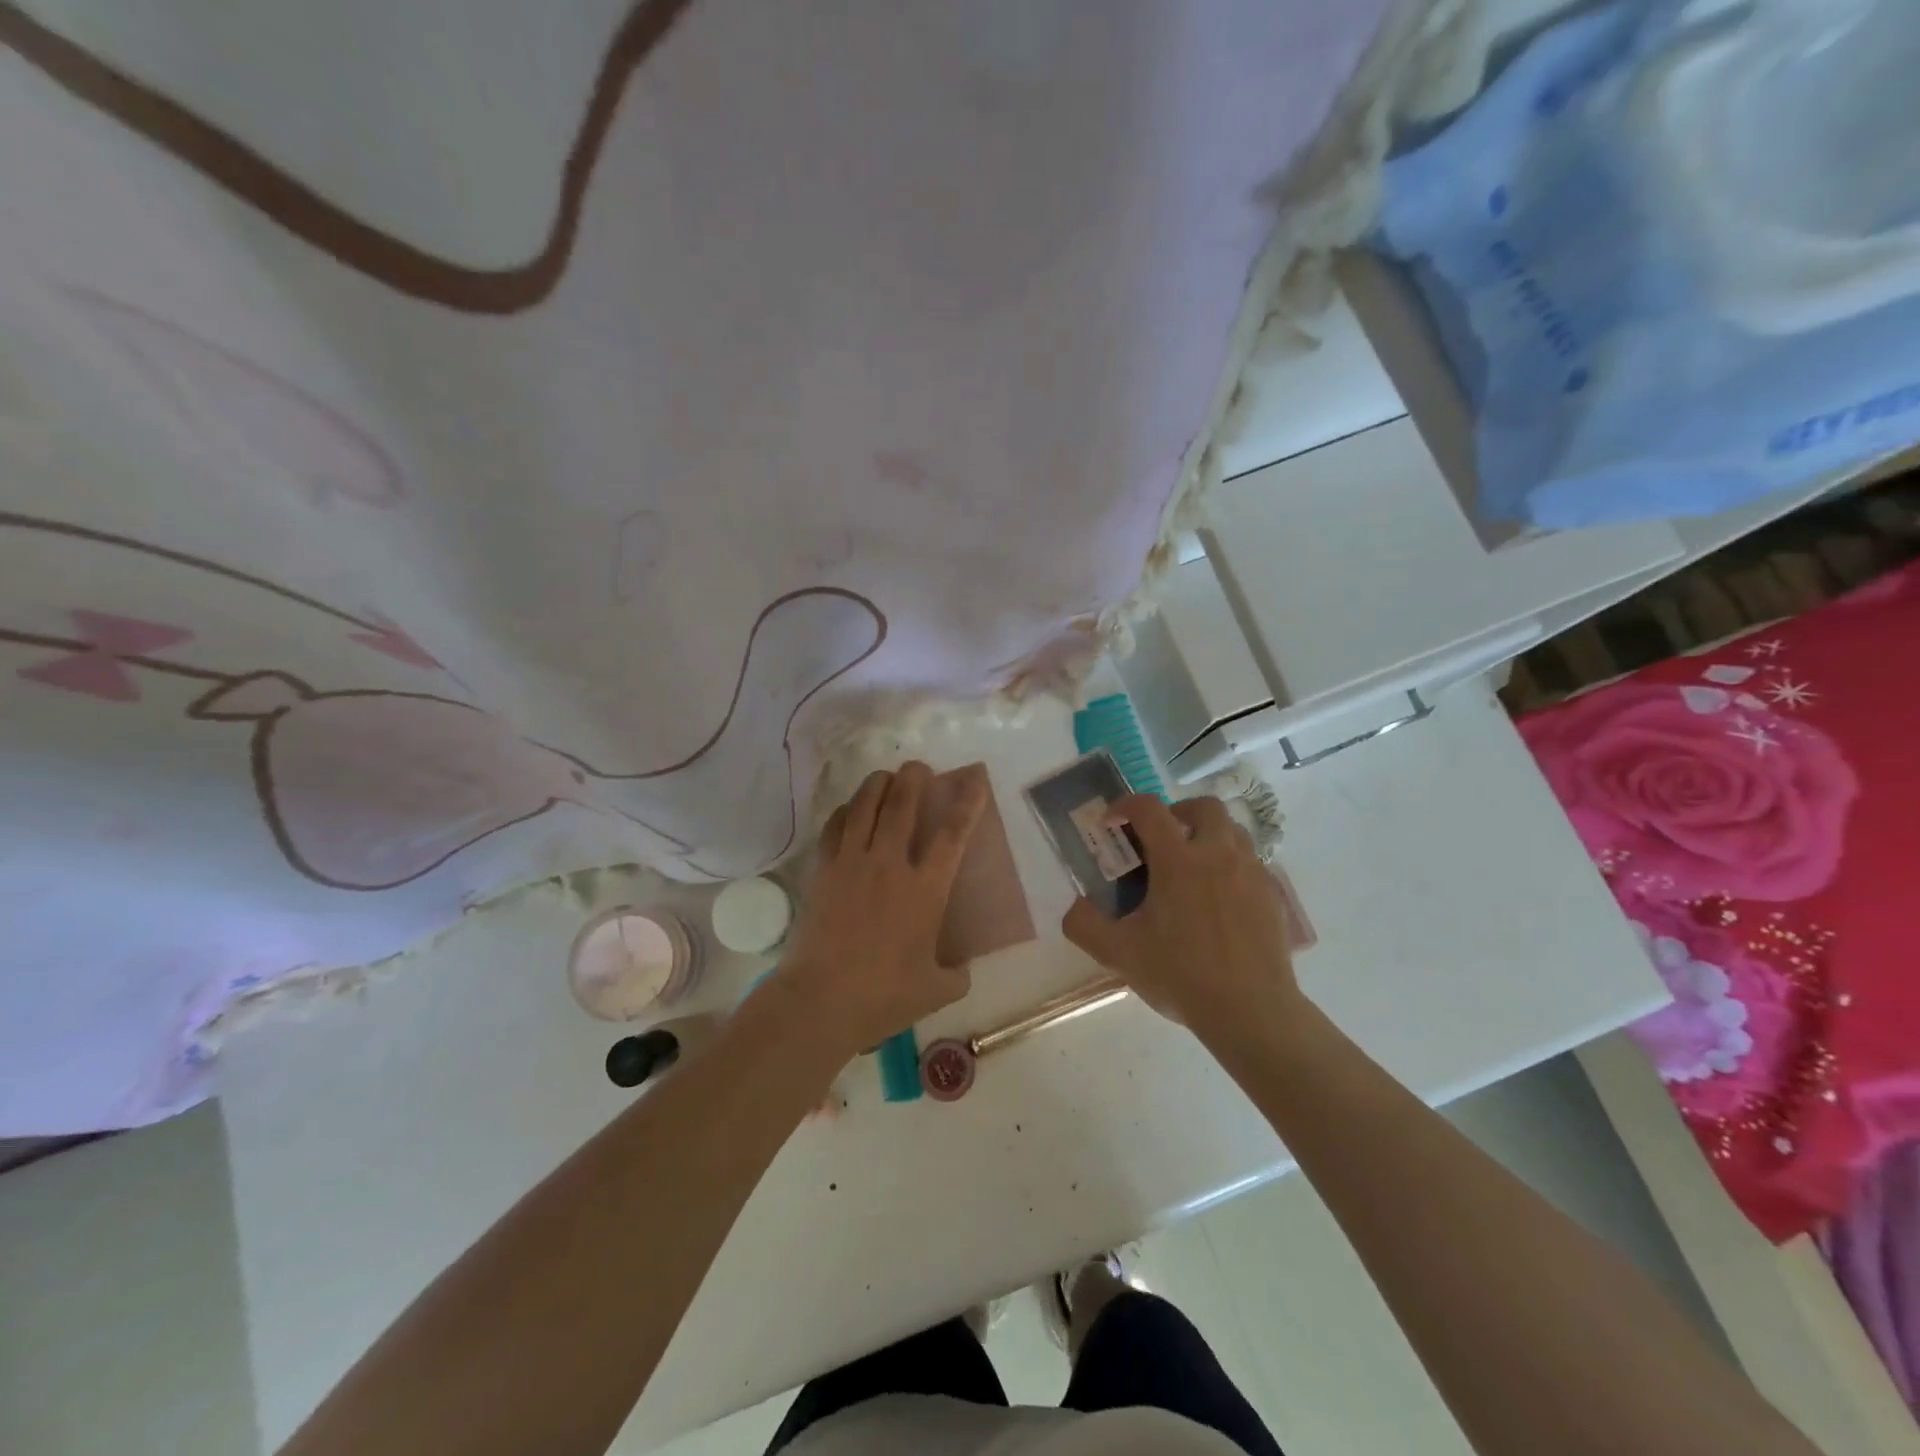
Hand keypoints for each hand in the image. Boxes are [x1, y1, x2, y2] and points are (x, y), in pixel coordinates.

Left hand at [776, 761, 988, 1059]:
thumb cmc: (883, 996)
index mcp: (925, 889)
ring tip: (885, 776)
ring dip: (878, 784)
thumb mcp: (936, 991)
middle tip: (918, 767)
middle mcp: (889, 865)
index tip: (974, 778)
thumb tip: (961, 967)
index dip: (967, 802)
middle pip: (902, 804)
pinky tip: (850, 810)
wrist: (820, 1001)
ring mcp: (852, 863)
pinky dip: (846, 811)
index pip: (953, 833)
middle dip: (914, 777)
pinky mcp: (823, 871)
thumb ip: (956, 973)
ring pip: (865, 806)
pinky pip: (835, 827)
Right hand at [1061, 794, 1301, 1041]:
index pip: (1149, 809)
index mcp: (1179, 860)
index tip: (1111, 822)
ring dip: (1207, 834)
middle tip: (1160, 837)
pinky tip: (1217, 897)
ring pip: (1233, 830)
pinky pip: (1250, 861)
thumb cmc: (1181, 976)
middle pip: (1203, 806)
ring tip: (1190, 864)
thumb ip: (1084, 924)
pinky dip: (1229, 863)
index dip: (1125, 805)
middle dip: (1177, 811)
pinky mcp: (1272, 895)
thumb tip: (1077, 905)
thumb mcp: (1118, 954)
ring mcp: (1251, 873)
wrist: (1250, 1012)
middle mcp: (1218, 854)